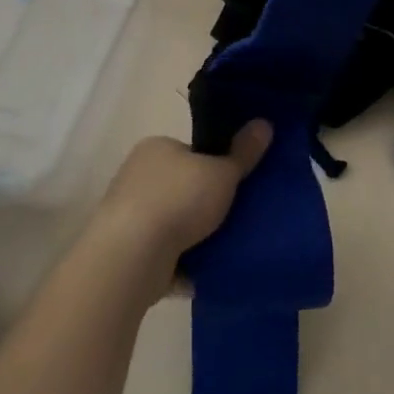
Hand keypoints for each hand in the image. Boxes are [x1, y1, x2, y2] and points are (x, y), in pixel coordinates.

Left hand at [86, 123, 271, 297]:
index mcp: (157, 149)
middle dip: (207, 202)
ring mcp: (129, 217)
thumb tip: (264, 123)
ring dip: (195, 235)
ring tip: (228, 244)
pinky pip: (165, 255)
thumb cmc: (178, 200)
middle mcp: (138, 177)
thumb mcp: (222, 172)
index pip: (192, 152)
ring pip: (174, 223)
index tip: (236, 182)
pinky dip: (183, 262)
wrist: (131, 258)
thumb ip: (243, 153)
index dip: (216, 164)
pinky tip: (207, 271)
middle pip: (184, 187)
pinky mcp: (128, 254)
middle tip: (237, 213)